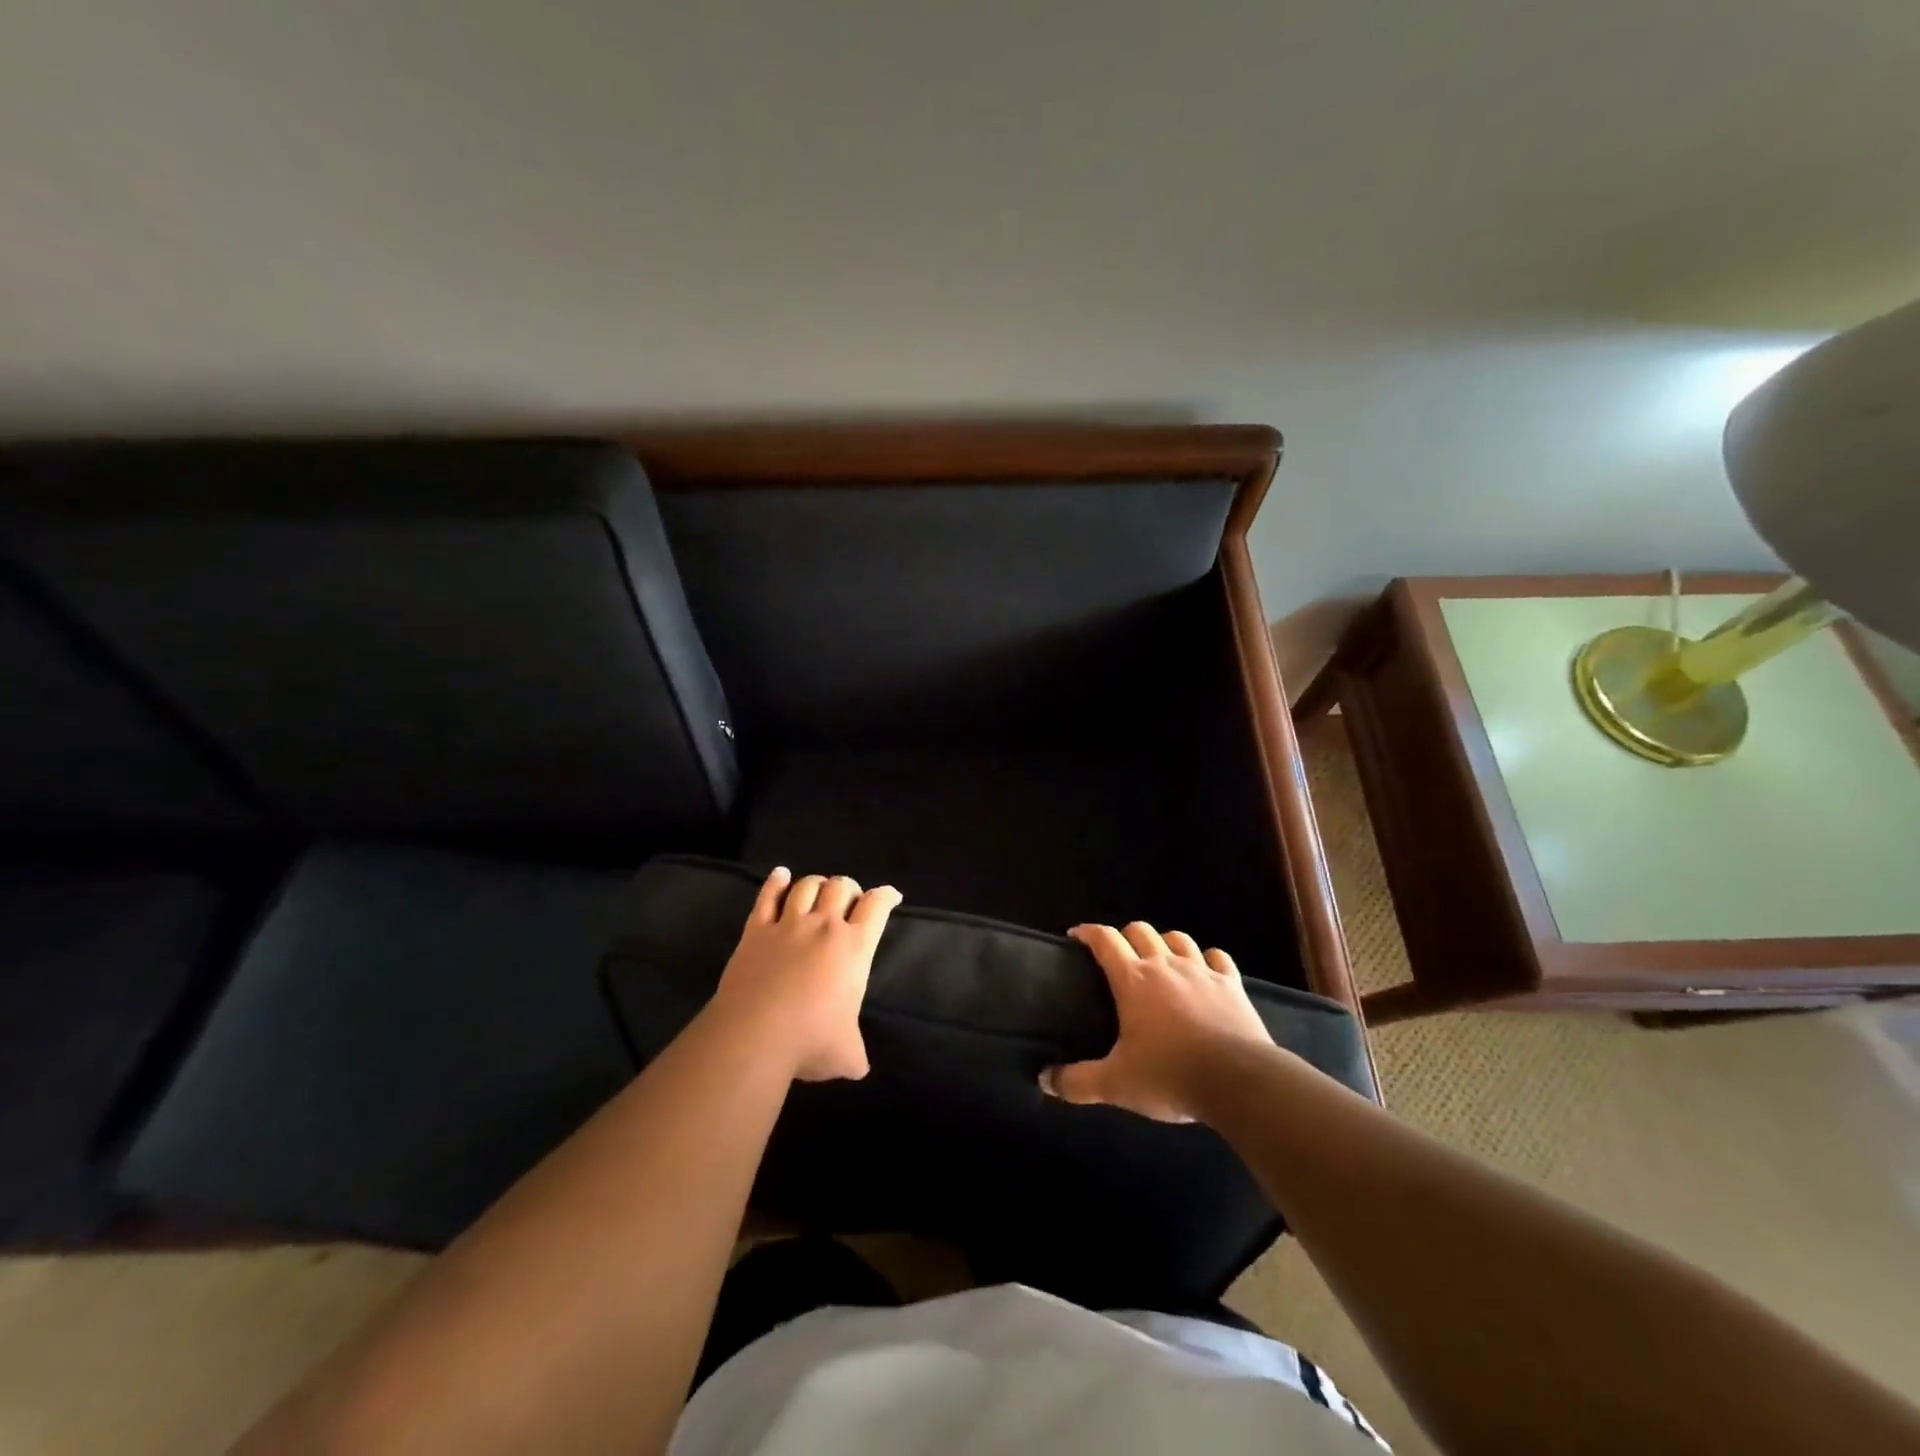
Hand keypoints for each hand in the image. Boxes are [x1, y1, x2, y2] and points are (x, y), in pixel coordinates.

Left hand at [709, 867, 900, 1082]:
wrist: (754, 1035)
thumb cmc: (809, 1041)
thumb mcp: (846, 1054)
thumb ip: (856, 1054)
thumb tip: (858, 1068)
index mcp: (854, 948)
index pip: (877, 906)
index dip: (887, 896)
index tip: (891, 896)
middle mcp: (824, 926)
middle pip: (841, 886)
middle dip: (849, 888)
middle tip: (849, 901)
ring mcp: (788, 924)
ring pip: (806, 886)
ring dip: (817, 884)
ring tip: (819, 891)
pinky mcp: (756, 930)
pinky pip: (767, 896)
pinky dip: (776, 882)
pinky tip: (781, 875)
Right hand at [1041, 922, 1273, 1122]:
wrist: (1239, 1081)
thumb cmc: (1170, 1076)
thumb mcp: (1116, 1084)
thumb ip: (1077, 1081)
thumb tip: (1045, 1080)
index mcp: (1133, 980)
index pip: (1105, 939)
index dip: (1088, 932)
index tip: (1076, 936)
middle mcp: (1165, 965)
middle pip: (1141, 930)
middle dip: (1125, 936)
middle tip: (1118, 956)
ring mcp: (1201, 971)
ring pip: (1179, 938)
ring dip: (1165, 943)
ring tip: (1160, 960)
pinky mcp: (1232, 985)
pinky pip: (1218, 958)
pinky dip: (1208, 959)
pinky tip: (1205, 971)